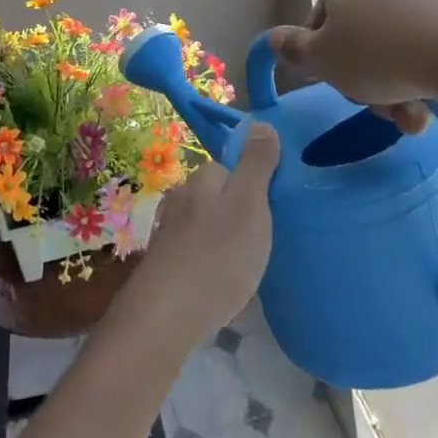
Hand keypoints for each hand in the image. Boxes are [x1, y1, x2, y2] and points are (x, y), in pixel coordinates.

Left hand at [124, 124, 278, 341]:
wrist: (167, 314)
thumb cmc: (218, 255)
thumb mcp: (249, 204)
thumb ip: (256, 164)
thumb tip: (260, 123)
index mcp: (202, 180)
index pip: (231, 167)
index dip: (253, 184)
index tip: (272, 209)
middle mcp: (181, 198)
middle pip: (217, 195)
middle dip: (238, 211)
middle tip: (262, 240)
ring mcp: (169, 230)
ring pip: (206, 223)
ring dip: (224, 237)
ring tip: (245, 263)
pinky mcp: (166, 262)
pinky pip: (196, 250)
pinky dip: (210, 259)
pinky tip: (221, 280)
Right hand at [267, 0, 437, 125]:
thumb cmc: (377, 53)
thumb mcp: (321, 58)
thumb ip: (293, 50)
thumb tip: (271, 39)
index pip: (317, 25)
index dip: (321, 60)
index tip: (334, 80)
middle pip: (353, 44)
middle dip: (360, 82)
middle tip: (370, 101)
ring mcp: (418, 2)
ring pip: (386, 58)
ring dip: (388, 95)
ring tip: (405, 115)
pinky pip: (418, 59)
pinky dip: (416, 86)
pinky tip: (424, 110)